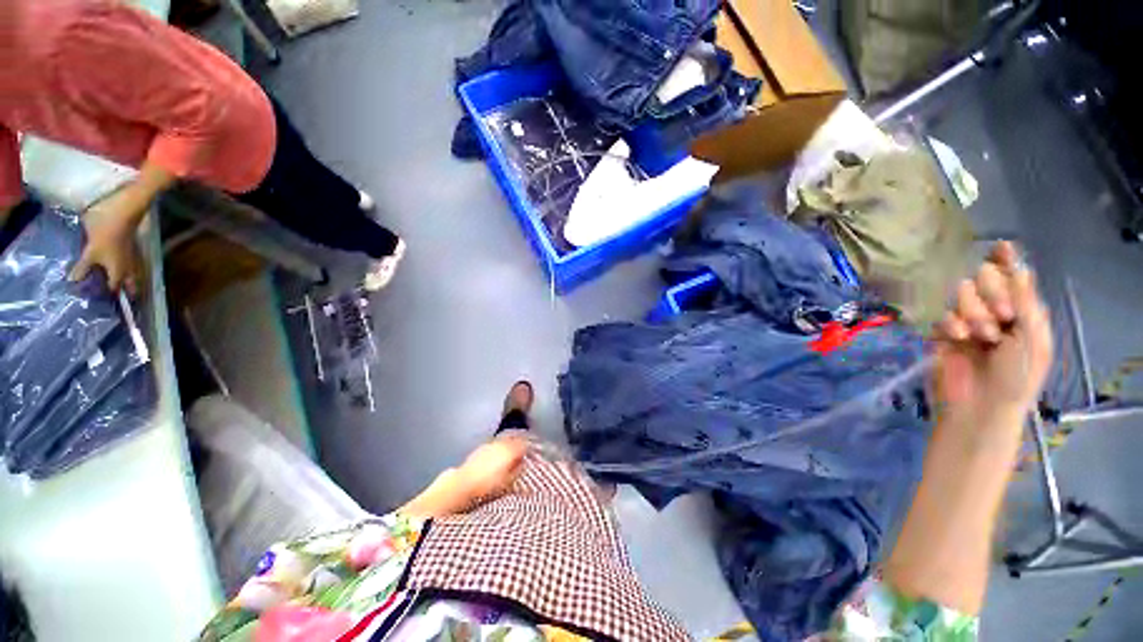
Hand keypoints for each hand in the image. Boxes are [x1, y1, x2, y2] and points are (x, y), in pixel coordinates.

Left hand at [70, 188, 145, 292]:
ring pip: (131, 275)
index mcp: (118, 272)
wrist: (124, 213)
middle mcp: (128, 269)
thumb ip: (83, 267)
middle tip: (117, 299)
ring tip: (117, 286)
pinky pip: (128, 265)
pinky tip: (117, 268)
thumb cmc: (106, 234)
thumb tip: (73, 282)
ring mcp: (131, 259)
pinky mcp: (130, 250)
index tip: (102, 305)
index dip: (109, 298)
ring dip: (126, 282)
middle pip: (129, 285)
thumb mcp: (91, 251)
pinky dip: (124, 269)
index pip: (115, 290)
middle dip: (125, 292)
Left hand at [454, 436, 527, 503]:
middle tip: (523, 451)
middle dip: (519, 444)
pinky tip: (497, 456)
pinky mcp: (480, 448)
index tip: (532, 453)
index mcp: (510, 451)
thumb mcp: (507, 482)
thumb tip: (522, 463)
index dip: (529, 448)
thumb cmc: (487, 486)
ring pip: (504, 441)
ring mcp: (489, 444)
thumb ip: (517, 470)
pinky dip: (498, 448)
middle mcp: (500, 444)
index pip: (524, 444)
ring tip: (511, 454)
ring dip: (508, 445)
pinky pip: (494, 445)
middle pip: (514, 440)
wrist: (462, 485)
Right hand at [933, 241, 1052, 425]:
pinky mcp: (942, 332)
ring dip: (974, 313)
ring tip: (982, 337)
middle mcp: (994, 310)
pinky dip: (952, 324)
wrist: (981, 404)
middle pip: (985, 278)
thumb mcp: (1033, 338)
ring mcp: (967, 321)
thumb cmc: (1018, 375)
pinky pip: (943, 314)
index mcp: (1022, 311)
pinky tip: (959, 338)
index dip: (1008, 261)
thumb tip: (1018, 266)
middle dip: (992, 294)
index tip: (1003, 245)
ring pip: (962, 294)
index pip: (1012, 276)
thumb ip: (1025, 301)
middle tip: (1001, 317)